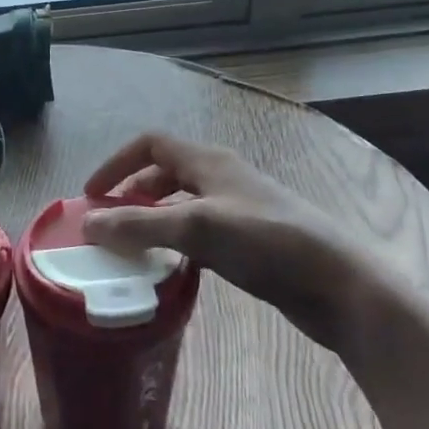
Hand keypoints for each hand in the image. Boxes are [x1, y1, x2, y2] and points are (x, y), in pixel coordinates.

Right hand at [80, 132, 407, 357]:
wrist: (339, 284)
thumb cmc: (267, 242)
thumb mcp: (197, 227)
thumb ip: (140, 224)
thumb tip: (89, 224)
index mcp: (208, 161)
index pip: (150, 144)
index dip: (117, 163)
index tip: (92, 195)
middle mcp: (221, 178)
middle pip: (164, 173)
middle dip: (132, 194)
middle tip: (109, 226)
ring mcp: (238, 209)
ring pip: (182, 205)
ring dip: (153, 220)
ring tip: (132, 249)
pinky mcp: (250, 241)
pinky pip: (200, 232)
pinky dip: (177, 243)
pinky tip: (170, 269)